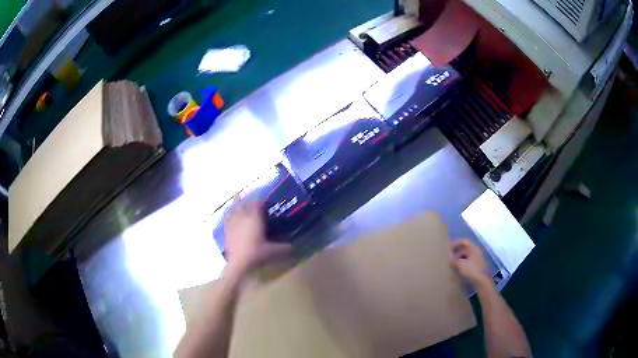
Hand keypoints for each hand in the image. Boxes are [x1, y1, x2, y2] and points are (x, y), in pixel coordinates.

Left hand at [223, 197, 290, 275]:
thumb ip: (284, 248)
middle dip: (247, 199)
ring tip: (237, 197)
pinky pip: (227, 218)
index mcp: (254, 219)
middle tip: (251, 196)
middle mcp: (243, 217)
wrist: (238, 264)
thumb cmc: (256, 254)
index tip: (264, 198)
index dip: (260, 199)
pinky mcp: (227, 231)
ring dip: (236, 203)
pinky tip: (228, 214)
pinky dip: (228, 214)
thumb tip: (294, 247)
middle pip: (243, 203)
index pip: (256, 204)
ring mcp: (233, 224)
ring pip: (234, 209)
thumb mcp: (273, 251)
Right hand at [450, 239, 489, 286]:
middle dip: (457, 253)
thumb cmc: (472, 270)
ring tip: (454, 265)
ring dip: (460, 259)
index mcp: (474, 249)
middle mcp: (477, 252)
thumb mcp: (461, 265)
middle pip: (465, 249)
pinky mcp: (478, 266)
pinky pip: (469, 262)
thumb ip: (454, 261)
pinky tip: (459, 270)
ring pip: (467, 256)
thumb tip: (450, 261)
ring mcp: (478, 259)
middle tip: (450, 258)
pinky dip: (464, 264)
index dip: (456, 244)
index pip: (464, 242)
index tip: (450, 249)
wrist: (481, 281)